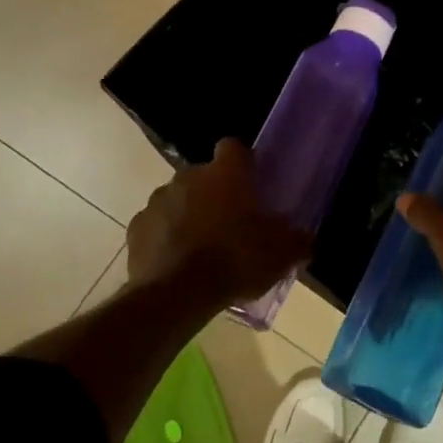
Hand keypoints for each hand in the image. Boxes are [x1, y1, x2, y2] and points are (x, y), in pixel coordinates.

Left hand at [127, 139, 311, 302]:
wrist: (176, 294)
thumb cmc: (235, 262)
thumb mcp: (280, 255)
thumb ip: (297, 240)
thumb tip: (305, 237)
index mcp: (225, 174)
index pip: (233, 147)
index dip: (243, 162)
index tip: (251, 183)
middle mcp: (188, 176)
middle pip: (205, 175)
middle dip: (215, 193)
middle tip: (231, 223)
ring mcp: (158, 200)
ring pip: (178, 198)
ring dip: (189, 214)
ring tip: (202, 247)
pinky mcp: (136, 226)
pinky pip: (156, 224)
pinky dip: (165, 236)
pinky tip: (177, 262)